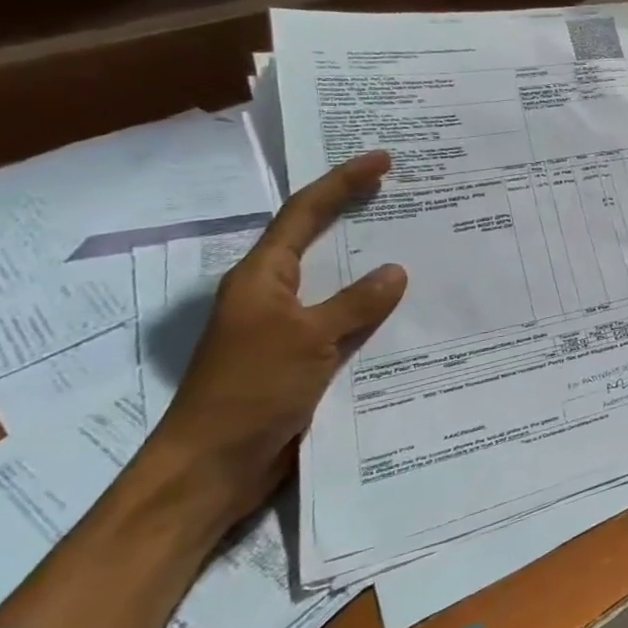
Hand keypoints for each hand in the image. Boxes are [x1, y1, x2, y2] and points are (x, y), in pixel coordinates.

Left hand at [151, 149, 408, 528]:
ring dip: (370, 263)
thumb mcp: (307, 340)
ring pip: (335, 282)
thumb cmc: (250, 391)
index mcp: (263, 277)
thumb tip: (396, 271)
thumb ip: (355, 304)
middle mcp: (273, 294)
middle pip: (317, 240)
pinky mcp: (300, 358)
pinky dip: (372, 309)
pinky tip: (406, 310)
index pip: (304, 213)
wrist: (212, 468)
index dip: (342, 182)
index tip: (382, 159)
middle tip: (401, 192)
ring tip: (416, 244)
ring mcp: (286, 327)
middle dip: (355, 212)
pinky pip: (344, 320)